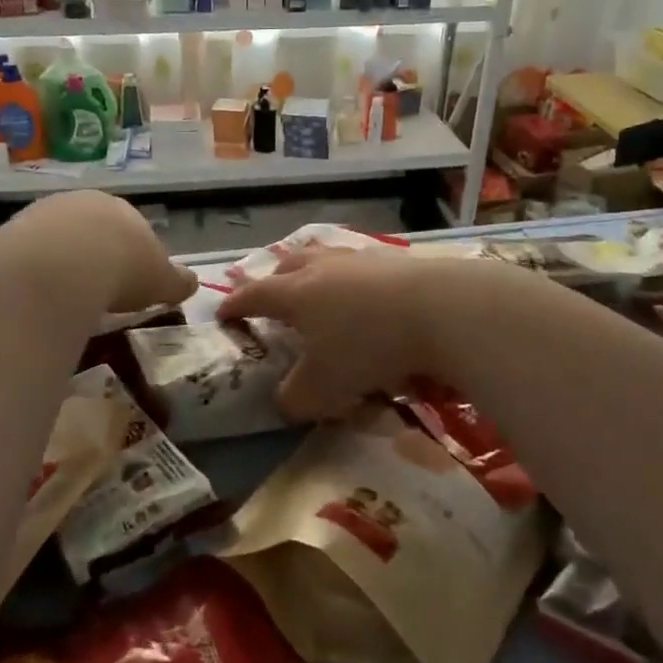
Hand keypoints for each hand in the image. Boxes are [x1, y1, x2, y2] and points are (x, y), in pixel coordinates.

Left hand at [16, 190, 198, 314]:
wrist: (62, 265)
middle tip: (99, 292)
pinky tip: (40, 296)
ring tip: (68, 298)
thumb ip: (177, 281)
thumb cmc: (124, 269)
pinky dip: (37, 273)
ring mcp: (43, 214)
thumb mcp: (161, 280)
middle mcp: (82, 203)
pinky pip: (30, 255)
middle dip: (96, 256)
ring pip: (58, 240)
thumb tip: (193, 282)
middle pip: (92, 231)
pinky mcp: (11, 232)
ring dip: (64, 264)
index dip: (133, 257)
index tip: (131, 284)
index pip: (131, 229)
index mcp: (123, 209)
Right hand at [215, 246, 444, 420]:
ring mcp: (360, 259)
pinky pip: (359, 266)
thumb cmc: (368, 346)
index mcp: (295, 293)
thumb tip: (285, 402)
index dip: (235, 305)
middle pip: (288, 266)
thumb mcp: (324, 387)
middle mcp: (322, 268)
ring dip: (313, 273)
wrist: (439, 309)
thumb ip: (296, 399)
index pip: (254, 295)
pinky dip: (351, 279)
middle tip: (271, 297)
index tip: (222, 314)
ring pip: (325, 259)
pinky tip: (365, 295)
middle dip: (273, 281)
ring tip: (317, 290)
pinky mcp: (394, 260)